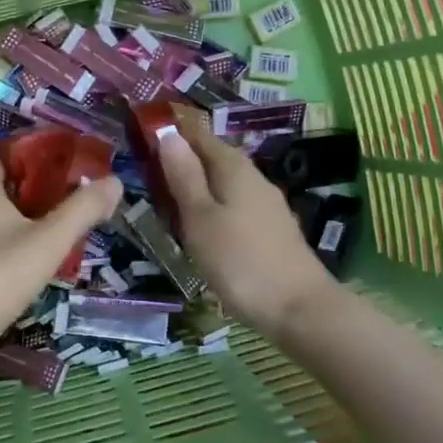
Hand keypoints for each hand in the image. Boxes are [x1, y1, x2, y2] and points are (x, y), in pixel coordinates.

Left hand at [0, 153, 122, 365]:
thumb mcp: (48, 241)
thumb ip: (82, 210)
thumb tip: (115, 180)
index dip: (28, 150)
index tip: (63, 158)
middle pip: (8, 185)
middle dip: (42, 186)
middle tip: (78, 193)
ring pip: (6, 217)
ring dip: (36, 217)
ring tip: (71, 224)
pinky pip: (1, 244)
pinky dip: (25, 244)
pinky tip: (47, 259)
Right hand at [156, 116, 333, 336]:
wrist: (299, 308)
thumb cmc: (239, 261)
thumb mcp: (200, 218)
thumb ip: (184, 176)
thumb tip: (168, 134)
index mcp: (233, 167)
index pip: (198, 135)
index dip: (172, 134)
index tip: (143, 139)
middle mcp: (253, 177)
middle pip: (213, 158)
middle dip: (183, 162)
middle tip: (147, 174)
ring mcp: (266, 204)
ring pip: (224, 184)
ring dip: (197, 187)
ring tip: (167, 202)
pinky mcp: (272, 229)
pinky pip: (234, 205)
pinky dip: (213, 208)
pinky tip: (202, 228)